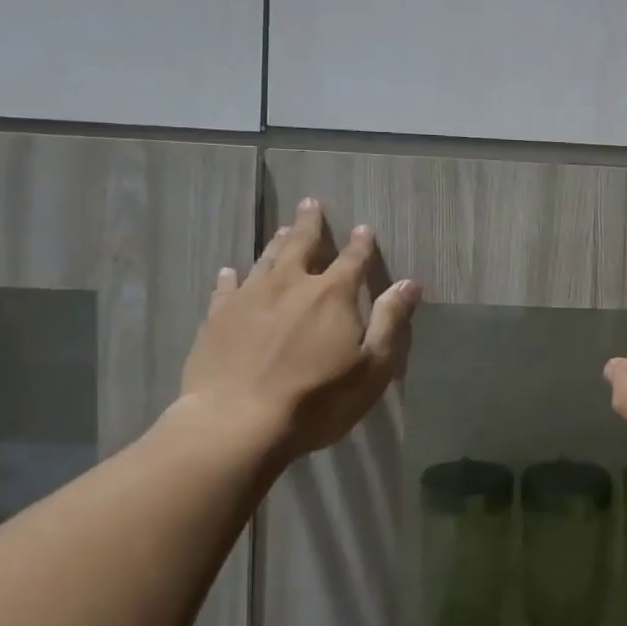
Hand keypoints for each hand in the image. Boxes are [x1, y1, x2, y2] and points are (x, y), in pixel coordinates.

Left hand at [178, 198, 419, 463]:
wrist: (238, 422)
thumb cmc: (318, 399)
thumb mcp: (372, 367)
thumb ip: (390, 321)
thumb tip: (409, 283)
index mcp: (333, 295)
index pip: (352, 259)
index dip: (361, 243)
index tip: (364, 227)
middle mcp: (290, 285)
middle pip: (302, 245)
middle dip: (310, 224)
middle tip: (310, 203)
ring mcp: (249, 298)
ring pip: (265, 260)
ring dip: (277, 242)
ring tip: (283, 229)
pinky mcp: (217, 318)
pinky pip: (226, 288)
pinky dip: (231, 277)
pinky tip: (230, 271)